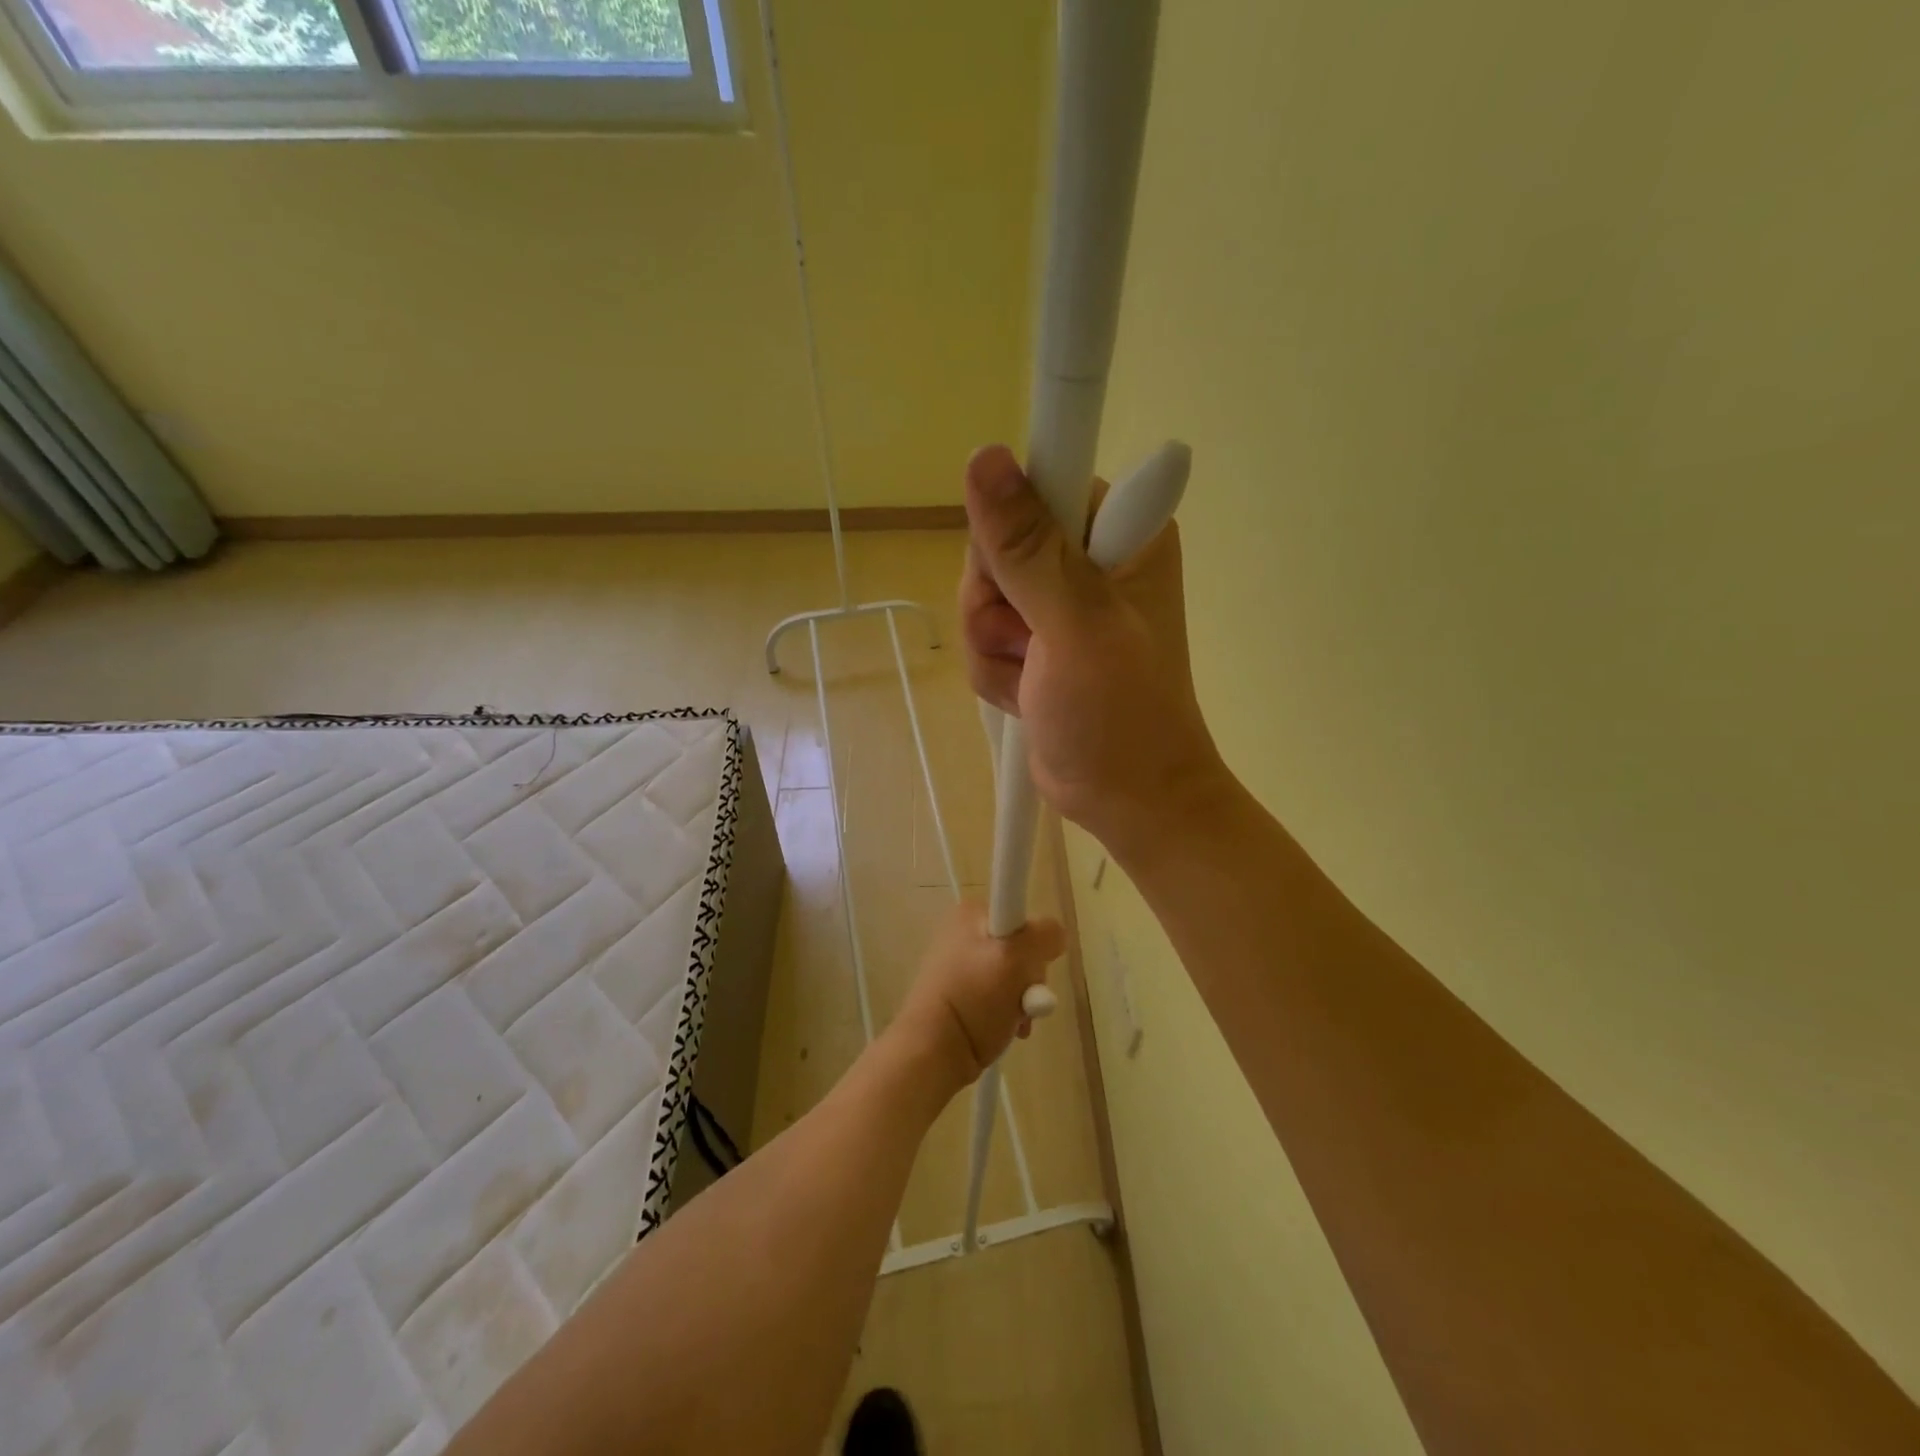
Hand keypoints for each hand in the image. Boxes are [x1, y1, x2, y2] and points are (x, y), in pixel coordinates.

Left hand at [893, 901, 1064, 1087]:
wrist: (932, 1051)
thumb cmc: (974, 998)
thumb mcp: (1015, 958)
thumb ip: (1044, 936)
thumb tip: (1056, 935)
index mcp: (970, 913)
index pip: (1023, 917)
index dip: (1034, 946)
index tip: (1029, 969)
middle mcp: (963, 932)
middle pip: (1021, 949)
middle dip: (1030, 980)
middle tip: (1023, 1001)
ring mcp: (960, 965)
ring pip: (1014, 976)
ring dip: (1024, 1001)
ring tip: (1015, 1022)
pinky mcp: (960, 994)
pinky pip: (999, 996)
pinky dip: (1009, 1013)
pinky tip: (1007, 1029)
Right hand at [958, 443, 1232, 859]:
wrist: (1128, 799)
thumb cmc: (1119, 716)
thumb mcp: (1074, 625)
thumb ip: (1027, 545)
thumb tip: (985, 457)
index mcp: (1122, 534)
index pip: (1044, 483)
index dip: (1015, 526)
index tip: (1019, 580)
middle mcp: (1090, 557)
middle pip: (999, 540)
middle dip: (996, 601)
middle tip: (1031, 643)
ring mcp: (1059, 602)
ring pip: (981, 592)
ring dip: (992, 644)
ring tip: (1032, 678)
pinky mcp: (1036, 640)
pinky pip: (982, 633)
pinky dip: (993, 669)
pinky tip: (1024, 694)